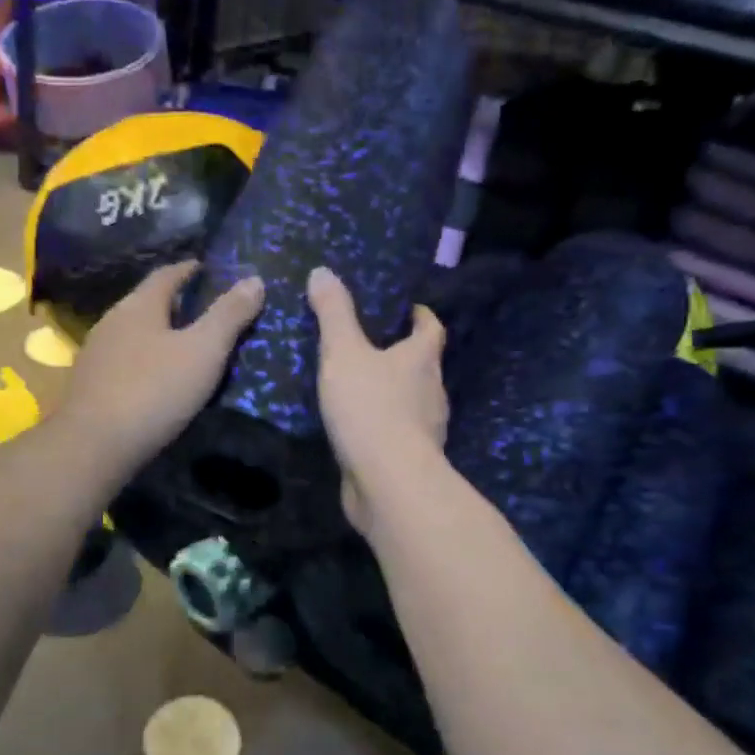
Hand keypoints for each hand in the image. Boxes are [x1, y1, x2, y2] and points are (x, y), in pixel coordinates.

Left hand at [55, 262, 264, 478]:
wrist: (94, 446)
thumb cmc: (154, 390)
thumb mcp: (204, 351)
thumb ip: (229, 315)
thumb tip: (255, 279)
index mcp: (139, 306)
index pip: (166, 274)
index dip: (189, 269)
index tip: (207, 268)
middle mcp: (112, 321)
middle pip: (147, 302)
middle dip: (174, 302)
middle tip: (204, 308)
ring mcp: (96, 354)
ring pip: (134, 333)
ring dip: (158, 333)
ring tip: (186, 344)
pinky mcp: (90, 385)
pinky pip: (125, 360)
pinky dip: (146, 360)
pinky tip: (158, 377)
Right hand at [307, 266, 447, 532]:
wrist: (389, 483)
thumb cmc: (370, 407)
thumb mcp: (343, 352)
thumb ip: (333, 313)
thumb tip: (322, 271)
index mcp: (422, 359)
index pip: (432, 328)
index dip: (421, 315)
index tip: (408, 308)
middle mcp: (432, 391)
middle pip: (423, 364)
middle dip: (402, 353)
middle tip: (370, 343)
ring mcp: (425, 429)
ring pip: (411, 400)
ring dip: (391, 391)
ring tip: (358, 383)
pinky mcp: (409, 458)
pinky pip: (395, 432)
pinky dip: (381, 424)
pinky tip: (355, 426)